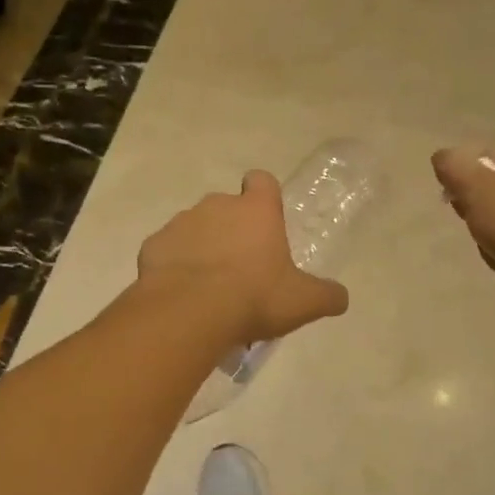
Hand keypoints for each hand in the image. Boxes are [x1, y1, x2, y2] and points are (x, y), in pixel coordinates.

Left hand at [137, 171, 350, 344]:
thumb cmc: (254, 298)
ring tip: (209, 286)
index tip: (266, 221)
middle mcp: (217, 205)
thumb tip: (341, 298)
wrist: (189, 313)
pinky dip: (174, 265)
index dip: (264, 196)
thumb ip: (327, 296)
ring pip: (195, 227)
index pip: (262, 181)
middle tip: (241, 268)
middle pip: (227, 207)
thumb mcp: (303, 302)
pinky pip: (168, 250)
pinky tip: (182, 293)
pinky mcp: (154, 244)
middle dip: (233, 230)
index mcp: (256, 210)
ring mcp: (181, 222)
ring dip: (203, 247)